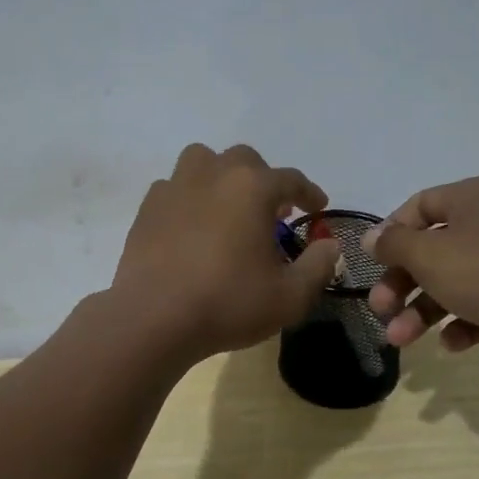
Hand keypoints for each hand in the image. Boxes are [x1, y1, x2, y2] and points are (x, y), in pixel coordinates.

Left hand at [112, 144, 342, 361]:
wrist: (154, 318)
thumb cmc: (228, 303)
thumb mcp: (290, 296)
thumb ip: (318, 266)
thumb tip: (329, 245)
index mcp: (252, 188)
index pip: (291, 179)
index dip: (309, 193)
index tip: (317, 209)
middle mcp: (214, 174)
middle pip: (245, 160)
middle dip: (264, 180)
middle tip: (273, 211)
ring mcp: (175, 186)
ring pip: (203, 161)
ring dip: (221, 176)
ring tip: (227, 206)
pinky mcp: (148, 207)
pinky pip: (174, 187)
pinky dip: (189, 197)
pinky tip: (192, 225)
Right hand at [362, 177, 478, 375]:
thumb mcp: (428, 255)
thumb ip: (394, 245)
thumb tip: (372, 238)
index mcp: (473, 197)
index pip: (419, 205)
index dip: (391, 234)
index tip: (372, 264)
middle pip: (433, 249)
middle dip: (402, 283)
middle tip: (380, 310)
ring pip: (453, 280)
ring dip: (422, 310)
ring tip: (400, 340)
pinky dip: (461, 322)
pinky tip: (450, 344)